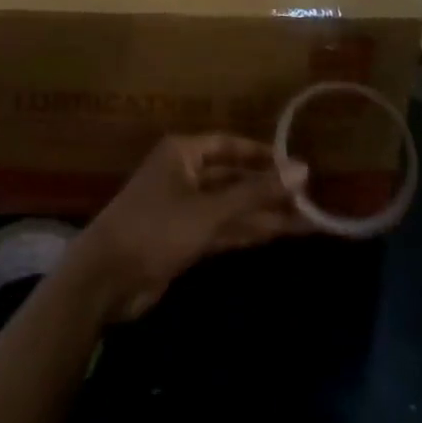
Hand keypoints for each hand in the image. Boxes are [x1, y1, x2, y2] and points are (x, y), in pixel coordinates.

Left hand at [67, 136, 312, 324]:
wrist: (109, 278)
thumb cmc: (156, 228)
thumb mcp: (209, 210)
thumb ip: (255, 193)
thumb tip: (301, 170)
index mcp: (183, 152)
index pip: (228, 145)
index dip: (261, 154)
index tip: (296, 165)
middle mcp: (184, 173)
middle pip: (232, 177)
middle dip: (268, 189)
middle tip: (312, 199)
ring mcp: (184, 207)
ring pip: (231, 206)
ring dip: (264, 214)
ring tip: (308, 221)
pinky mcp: (184, 238)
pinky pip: (223, 228)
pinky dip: (247, 231)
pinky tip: (278, 234)